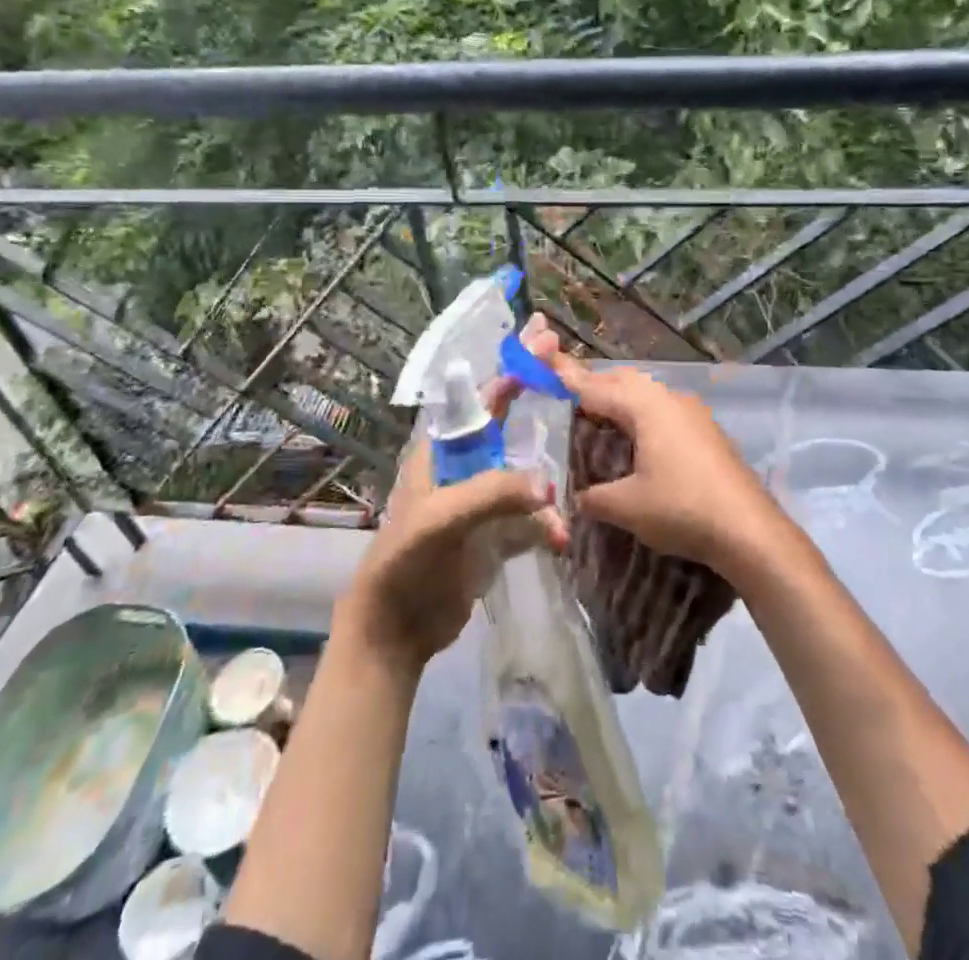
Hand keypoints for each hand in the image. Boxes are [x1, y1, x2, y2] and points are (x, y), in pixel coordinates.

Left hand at [336, 318, 568, 673]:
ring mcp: (481, 502)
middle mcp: (463, 469)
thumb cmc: (406, 561)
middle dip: (538, 409)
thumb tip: (547, 484)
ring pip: (524, 476)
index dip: (511, 369)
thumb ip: (492, 493)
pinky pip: (529, 518)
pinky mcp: (494, 535)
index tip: (542, 339)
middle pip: (508, 429)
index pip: (481, 400)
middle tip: (573, 383)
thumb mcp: (442, 518)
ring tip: (561, 518)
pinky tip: (558, 540)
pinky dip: (545, 526)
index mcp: (442, 452)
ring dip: (546, 489)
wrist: (395, 630)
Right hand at [551, 355, 789, 578]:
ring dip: (622, 399)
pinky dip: (643, 414)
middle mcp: (670, 399)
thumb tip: (579, 498)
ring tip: (600, 417)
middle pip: (625, 381)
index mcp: (646, 407)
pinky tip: (638, 438)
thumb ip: (595, 497)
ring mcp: (693, 413)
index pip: (597, 388)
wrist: (749, 529)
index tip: (545, 366)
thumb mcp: (627, 507)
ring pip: (648, 394)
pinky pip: (665, 410)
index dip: (569, 380)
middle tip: (569, 399)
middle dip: (597, 386)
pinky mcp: (707, 431)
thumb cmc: (681, 508)